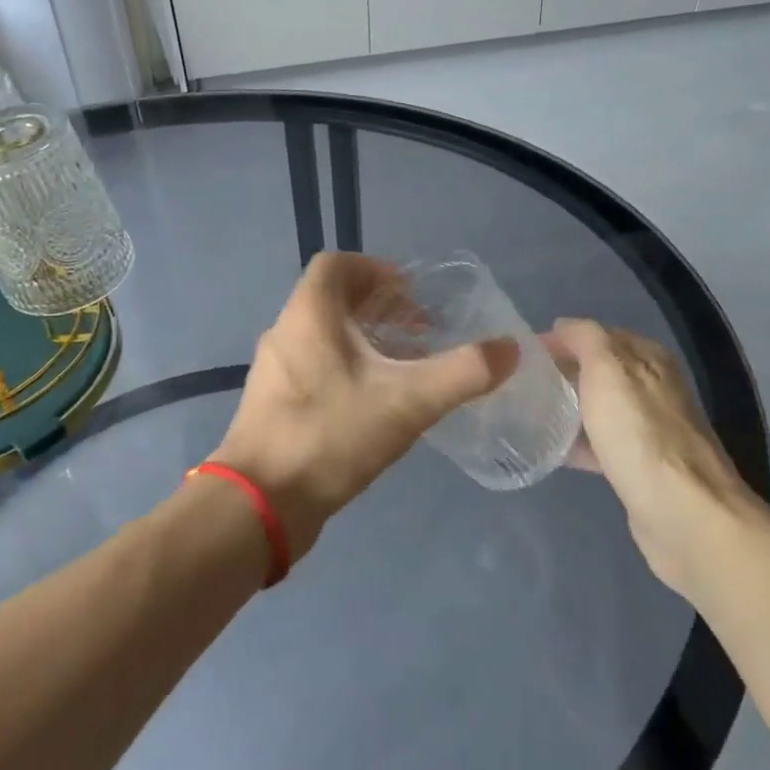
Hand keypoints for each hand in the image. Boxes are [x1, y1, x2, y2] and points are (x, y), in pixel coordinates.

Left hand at [212, 253, 518, 562]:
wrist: (259, 504)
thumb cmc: (329, 436)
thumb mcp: (407, 402)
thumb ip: (462, 373)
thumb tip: (510, 349)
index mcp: (308, 314)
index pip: (336, 264)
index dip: (377, 270)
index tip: (413, 295)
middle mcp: (285, 332)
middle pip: (332, 300)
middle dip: (379, 309)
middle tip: (419, 332)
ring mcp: (274, 371)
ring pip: (323, 337)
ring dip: (363, 342)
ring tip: (404, 368)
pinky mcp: (272, 405)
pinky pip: (313, 369)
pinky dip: (345, 370)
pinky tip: (373, 405)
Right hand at [543, 319, 758, 595]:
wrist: (684, 514)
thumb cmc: (641, 435)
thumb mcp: (609, 371)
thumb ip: (586, 339)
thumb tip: (563, 326)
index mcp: (648, 359)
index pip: (597, 335)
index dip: (561, 340)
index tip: (522, 354)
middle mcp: (652, 387)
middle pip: (597, 371)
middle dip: (561, 373)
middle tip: (519, 383)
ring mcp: (648, 428)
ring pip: (597, 407)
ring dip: (566, 407)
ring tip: (525, 413)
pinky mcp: (639, 465)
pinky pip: (600, 443)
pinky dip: (576, 441)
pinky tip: (548, 450)